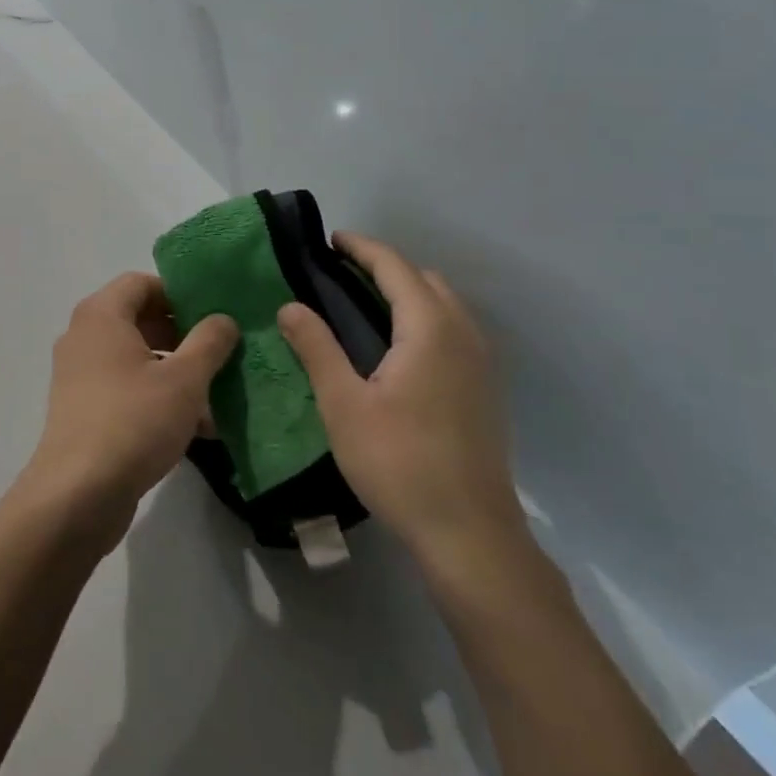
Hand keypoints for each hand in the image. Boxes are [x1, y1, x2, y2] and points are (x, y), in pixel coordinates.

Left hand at [19, 274, 237, 547]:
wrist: (77, 495)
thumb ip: (209, 342)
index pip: (141, 282)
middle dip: (183, 334)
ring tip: (217, 395)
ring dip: (175, 371)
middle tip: (220, 353)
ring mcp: (80, 374)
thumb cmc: (133, 421)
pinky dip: (157, 396)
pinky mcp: (83, 409)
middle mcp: (84, 336)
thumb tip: (223, 318)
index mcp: (101, 315)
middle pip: (139, 319)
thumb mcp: (184, 379)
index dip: (179, 293)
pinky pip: (126, 388)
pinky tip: (196, 428)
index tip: (213, 314)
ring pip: (136, 358)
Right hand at [277, 234, 527, 578]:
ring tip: (364, 304)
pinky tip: (398, 348)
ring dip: (408, 292)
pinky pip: (454, 330)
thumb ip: (316, 347)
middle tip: (341, 273)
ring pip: (445, 305)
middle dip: (385, 266)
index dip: (362, 248)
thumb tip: (290, 305)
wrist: (471, 536)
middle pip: (425, 279)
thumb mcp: (343, 404)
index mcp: (429, 329)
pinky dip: (425, 317)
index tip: (330, 240)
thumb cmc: (400, 463)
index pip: (395, 267)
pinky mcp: (486, 390)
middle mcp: (463, 334)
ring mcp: (482, 363)